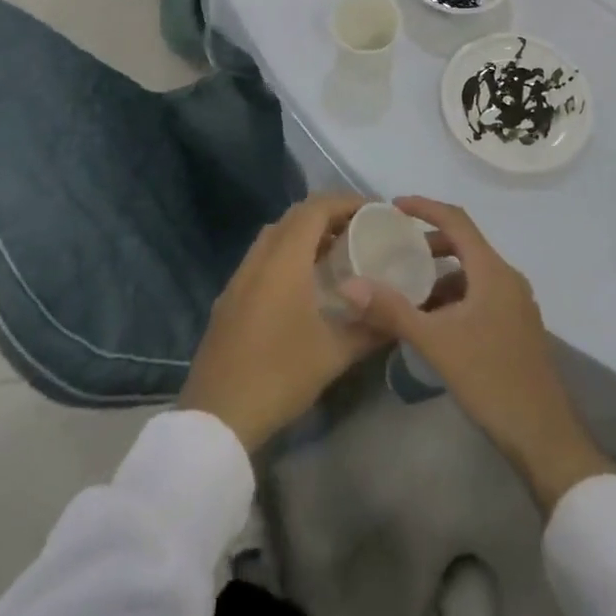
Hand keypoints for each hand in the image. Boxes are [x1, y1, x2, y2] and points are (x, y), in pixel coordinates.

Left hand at [181, 194, 387, 452]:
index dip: (346, 201)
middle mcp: (259, 257)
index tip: (374, 211)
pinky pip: (262, 257)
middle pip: (295, 216)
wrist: (217, 415)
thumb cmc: (279, 374)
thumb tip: (398, 316)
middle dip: (328, 214)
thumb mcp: (333, 354)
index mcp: (284, 259)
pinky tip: (303, 283)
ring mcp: (240, 276)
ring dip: (305, 233)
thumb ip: (369, 328)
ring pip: (275, 235)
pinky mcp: (230, 297)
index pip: (316, 208)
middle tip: (359, 230)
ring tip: (335, 252)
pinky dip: (286, 254)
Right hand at [339, 197, 614, 513]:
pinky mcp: (516, 327)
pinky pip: (480, 295)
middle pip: (465, 244)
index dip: (425, 207)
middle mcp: (507, 279)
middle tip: (396, 249)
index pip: (456, 220)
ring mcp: (515, 304)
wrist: (544, 438)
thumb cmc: (491, 380)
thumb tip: (349, 285)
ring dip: (440, 273)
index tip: (394, 206)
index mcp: (492, 271)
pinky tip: (433, 321)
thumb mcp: (436, 342)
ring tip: (407, 290)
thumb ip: (392, 310)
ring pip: (471, 273)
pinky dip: (454, 296)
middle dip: (429, 242)